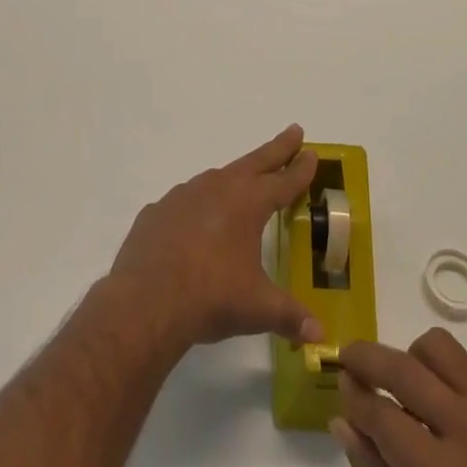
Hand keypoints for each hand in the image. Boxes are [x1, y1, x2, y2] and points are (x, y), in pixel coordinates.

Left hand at [106, 124, 323, 356]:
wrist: (146, 301)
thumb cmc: (211, 297)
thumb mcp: (258, 308)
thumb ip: (290, 316)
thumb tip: (320, 335)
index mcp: (248, 203)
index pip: (283, 181)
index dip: (300, 168)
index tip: (312, 152)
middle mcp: (218, 188)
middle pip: (255, 162)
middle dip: (278, 149)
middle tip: (294, 131)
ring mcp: (184, 196)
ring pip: (217, 178)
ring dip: (235, 177)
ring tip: (243, 181)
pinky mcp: (157, 211)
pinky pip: (184, 202)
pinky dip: (197, 206)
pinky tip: (195, 223)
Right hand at [334, 330, 466, 466]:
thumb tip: (343, 421)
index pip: (379, 414)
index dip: (352, 395)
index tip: (341, 385)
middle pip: (401, 366)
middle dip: (365, 358)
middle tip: (351, 361)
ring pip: (435, 346)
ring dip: (411, 361)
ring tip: (410, 391)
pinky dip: (449, 376)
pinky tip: (453, 410)